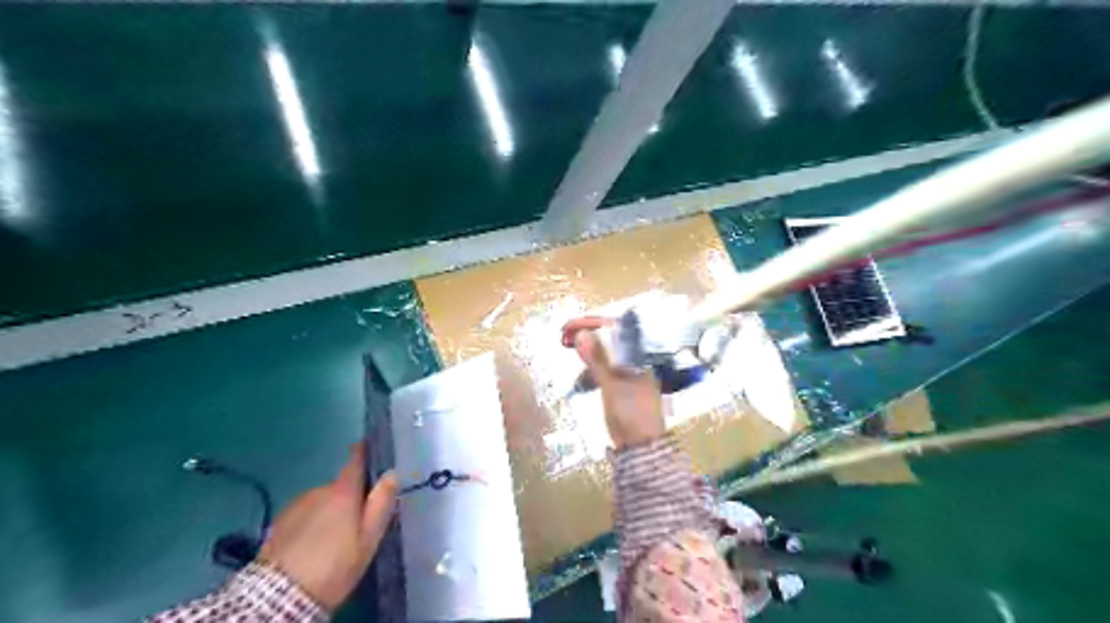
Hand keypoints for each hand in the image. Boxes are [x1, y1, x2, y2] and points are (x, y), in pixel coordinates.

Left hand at [257, 445, 399, 609]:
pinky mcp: (277, 524)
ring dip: (327, 512)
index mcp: (343, 492)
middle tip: (356, 522)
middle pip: (339, 487)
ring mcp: (295, 506)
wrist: (280, 598)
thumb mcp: (368, 539)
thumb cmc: (334, 566)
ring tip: (332, 539)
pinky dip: (310, 523)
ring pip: (320, 501)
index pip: (354, 461)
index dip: (362, 451)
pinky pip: (303, 515)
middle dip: (348, 497)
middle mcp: (318, 491)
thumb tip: (392, 473)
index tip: (367, 444)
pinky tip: (312, 545)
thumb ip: (381, 504)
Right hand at [567, 316, 660, 446]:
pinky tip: (580, 370)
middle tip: (564, 336)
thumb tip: (582, 334)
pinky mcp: (621, 386)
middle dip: (587, 335)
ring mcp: (629, 373)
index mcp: (639, 356)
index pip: (616, 329)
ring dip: (587, 348)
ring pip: (606, 353)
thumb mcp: (612, 384)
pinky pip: (604, 368)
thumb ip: (598, 359)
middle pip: (610, 339)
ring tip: (567, 347)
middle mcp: (636, 360)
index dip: (592, 325)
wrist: (642, 447)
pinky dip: (591, 366)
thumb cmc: (631, 413)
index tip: (570, 327)